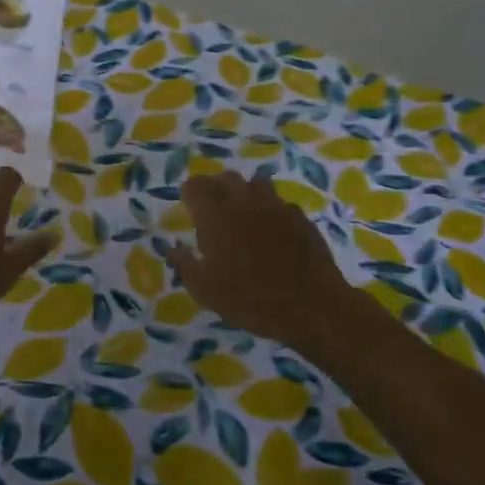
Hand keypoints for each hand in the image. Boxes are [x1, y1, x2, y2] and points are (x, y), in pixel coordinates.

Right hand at [165, 170, 353, 347]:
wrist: (312, 307)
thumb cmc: (250, 300)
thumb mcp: (205, 291)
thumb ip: (184, 264)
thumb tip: (172, 248)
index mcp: (216, 215)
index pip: (195, 186)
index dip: (189, 194)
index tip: (188, 207)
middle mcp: (245, 201)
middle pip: (225, 178)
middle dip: (215, 187)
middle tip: (212, 209)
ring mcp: (276, 206)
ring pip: (255, 184)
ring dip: (244, 193)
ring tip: (242, 214)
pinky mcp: (300, 217)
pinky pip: (279, 203)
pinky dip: (270, 210)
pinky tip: (271, 231)